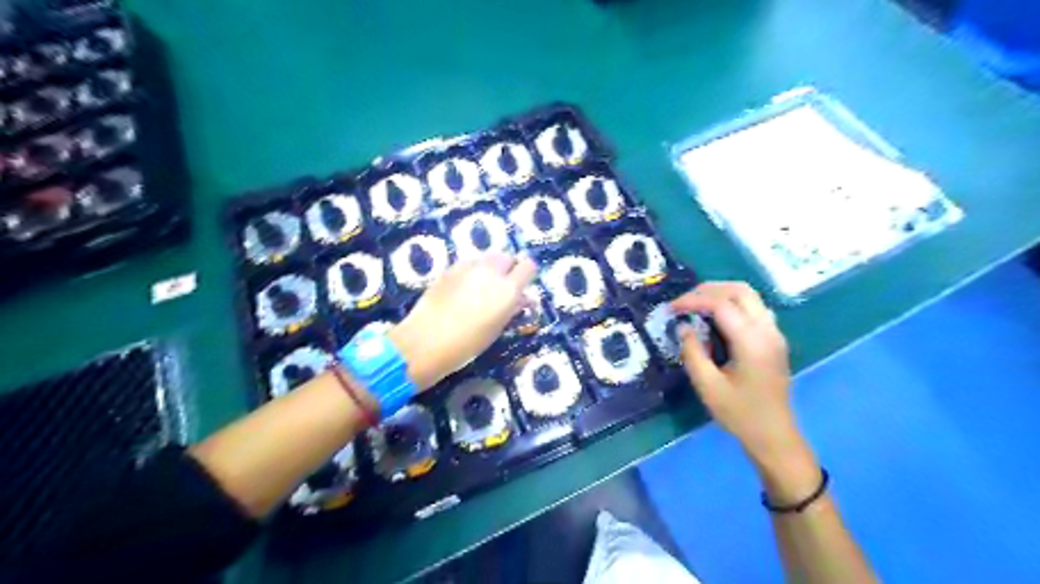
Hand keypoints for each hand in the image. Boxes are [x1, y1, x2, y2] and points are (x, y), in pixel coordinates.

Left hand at [389, 251, 534, 392]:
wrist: (425, 341)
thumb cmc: (467, 344)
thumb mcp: (496, 328)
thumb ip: (512, 308)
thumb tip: (522, 298)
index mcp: (508, 289)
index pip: (528, 266)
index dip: (526, 275)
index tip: (521, 287)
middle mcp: (491, 272)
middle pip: (507, 257)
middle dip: (508, 269)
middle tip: (500, 288)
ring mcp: (469, 267)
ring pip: (487, 258)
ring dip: (489, 268)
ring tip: (479, 288)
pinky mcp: (450, 268)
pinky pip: (468, 263)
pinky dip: (471, 271)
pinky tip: (461, 289)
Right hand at [666, 281, 802, 463]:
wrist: (774, 435)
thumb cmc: (739, 414)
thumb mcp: (708, 386)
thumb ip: (693, 352)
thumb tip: (684, 327)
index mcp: (752, 341)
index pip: (721, 304)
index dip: (693, 300)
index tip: (670, 309)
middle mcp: (767, 330)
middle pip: (739, 290)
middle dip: (707, 290)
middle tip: (682, 302)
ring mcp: (774, 333)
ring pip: (749, 295)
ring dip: (721, 293)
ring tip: (696, 305)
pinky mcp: (773, 339)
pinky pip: (753, 307)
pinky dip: (732, 303)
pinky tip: (716, 318)